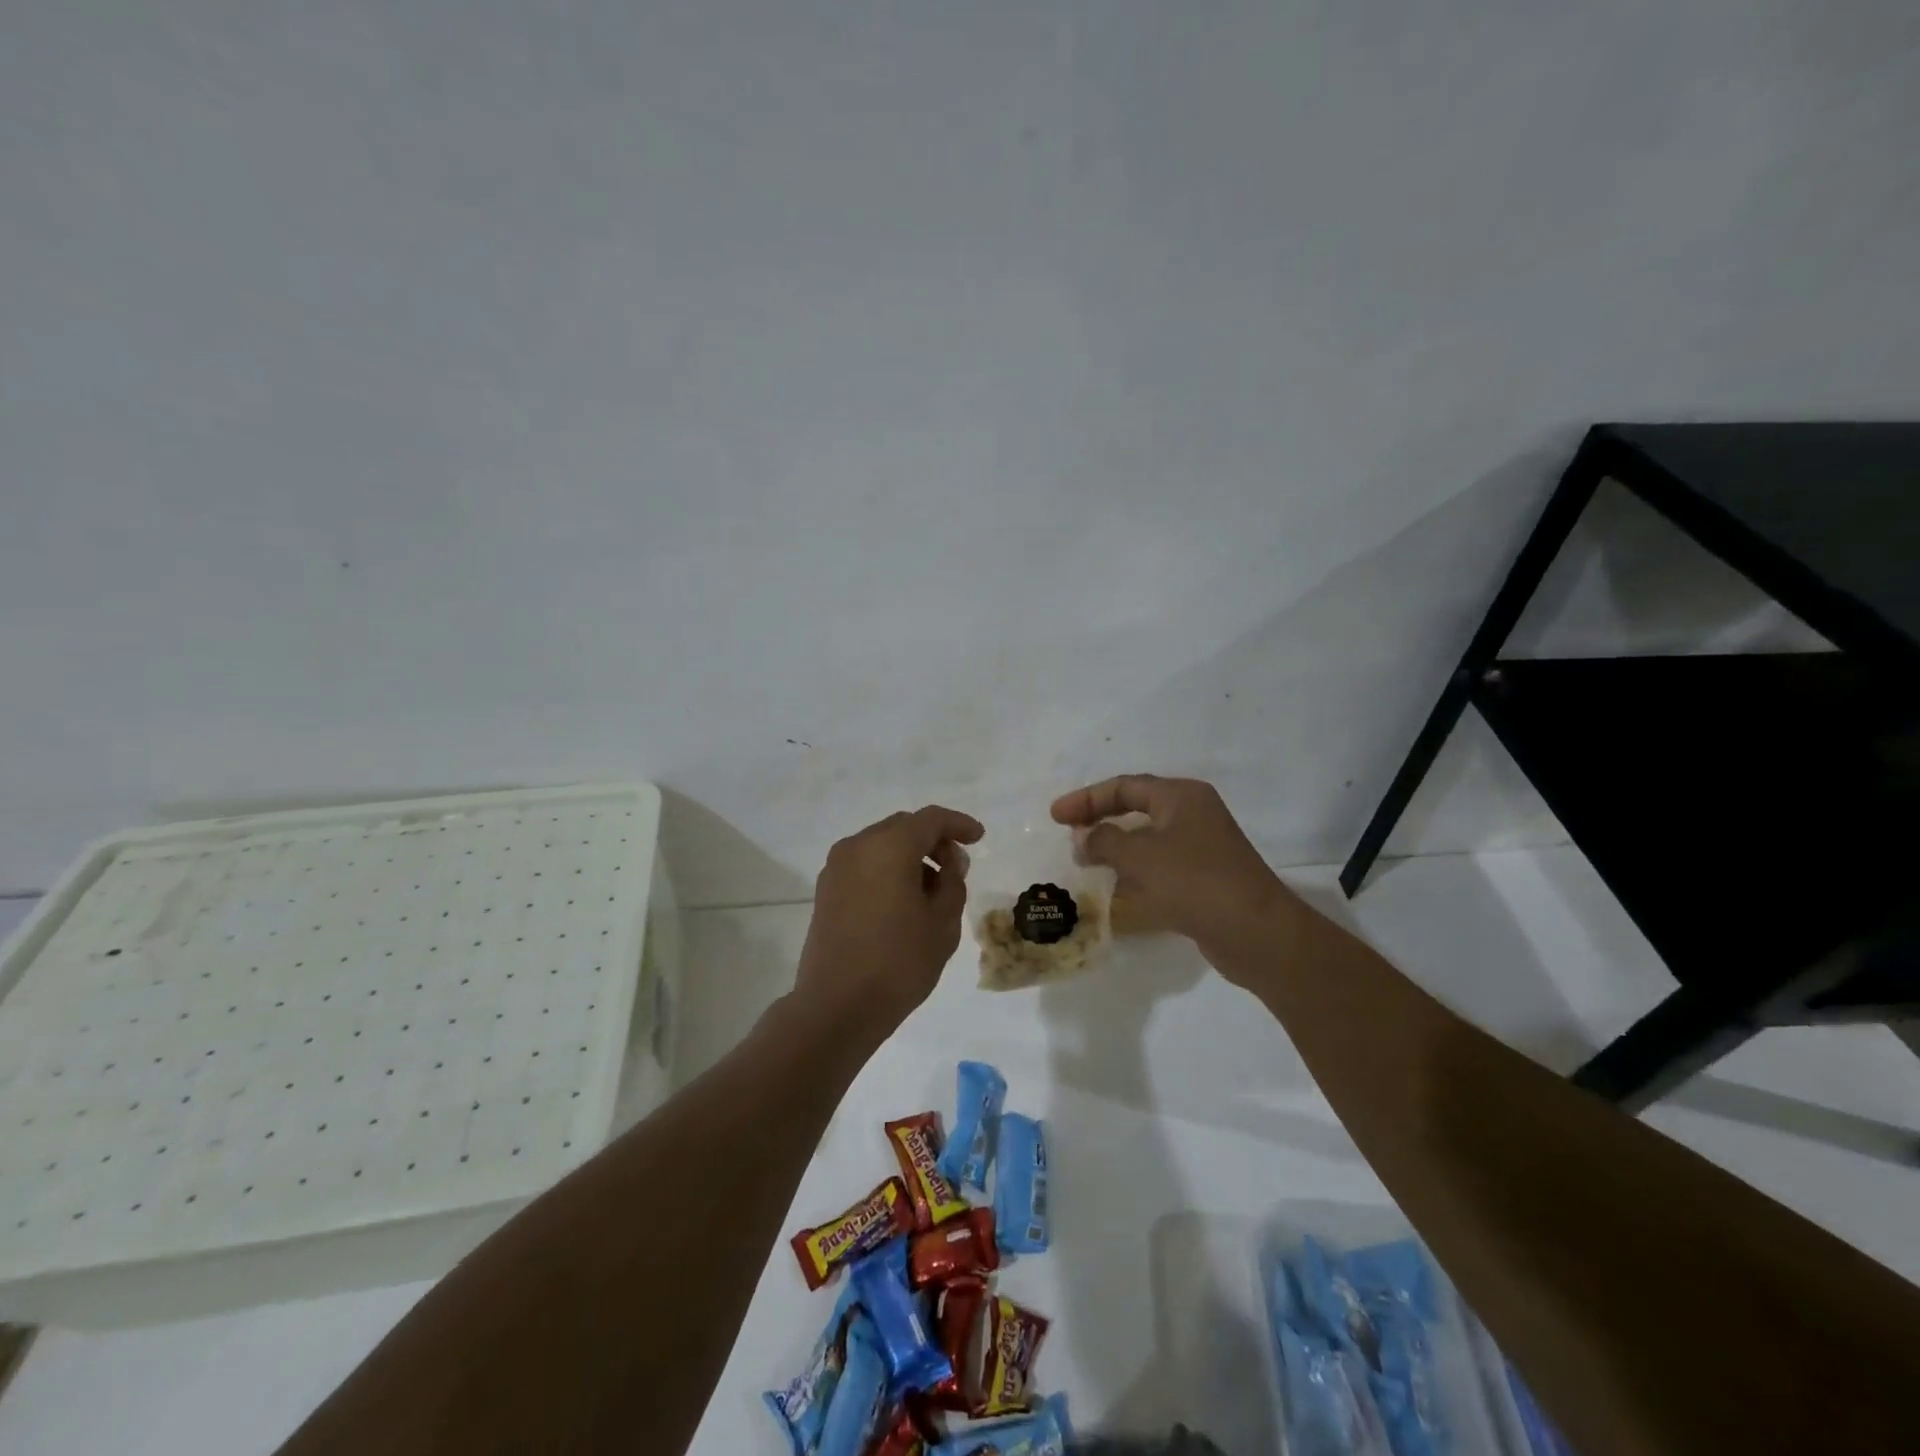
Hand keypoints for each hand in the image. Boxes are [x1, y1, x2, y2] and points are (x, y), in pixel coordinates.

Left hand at [796, 805, 983, 1032]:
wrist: (837, 1006)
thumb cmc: (898, 962)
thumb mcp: (942, 923)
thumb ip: (952, 882)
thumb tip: (949, 863)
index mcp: (889, 846)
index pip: (930, 819)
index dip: (958, 824)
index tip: (979, 837)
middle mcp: (858, 846)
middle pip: (903, 827)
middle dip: (933, 840)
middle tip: (957, 867)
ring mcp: (836, 868)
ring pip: (881, 845)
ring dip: (909, 856)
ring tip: (932, 890)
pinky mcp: (826, 890)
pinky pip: (864, 864)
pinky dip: (887, 870)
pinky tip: (903, 900)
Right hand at [1050, 775, 1292, 958]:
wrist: (1256, 934)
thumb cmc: (1195, 882)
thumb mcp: (1141, 856)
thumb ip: (1104, 841)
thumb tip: (1083, 838)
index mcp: (1181, 797)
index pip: (1124, 787)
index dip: (1086, 799)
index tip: (1055, 816)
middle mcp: (1192, 815)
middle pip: (1136, 809)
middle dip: (1100, 821)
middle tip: (1067, 835)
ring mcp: (1201, 849)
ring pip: (1147, 841)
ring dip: (1115, 850)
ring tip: (1083, 864)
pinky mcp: (1203, 880)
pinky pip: (1159, 869)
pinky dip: (1134, 875)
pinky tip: (1113, 893)